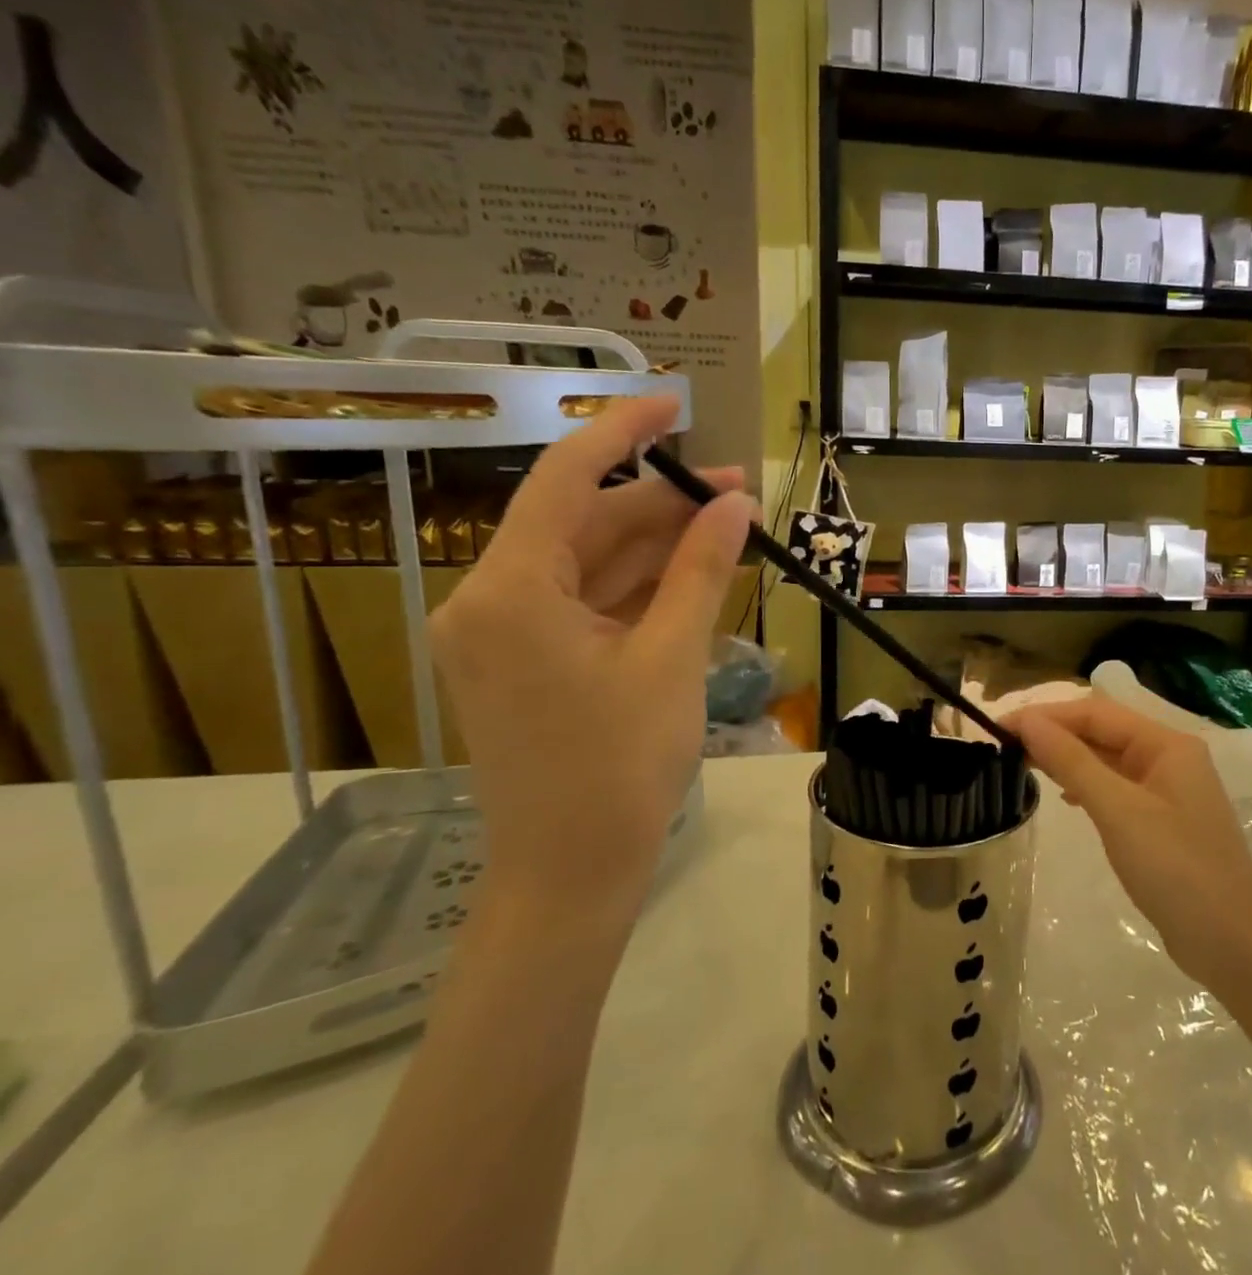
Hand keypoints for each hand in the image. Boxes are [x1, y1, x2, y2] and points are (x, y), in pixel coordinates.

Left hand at [430, 397, 752, 943]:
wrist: (573, 872)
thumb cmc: (620, 767)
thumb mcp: (671, 658)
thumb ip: (700, 571)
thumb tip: (735, 503)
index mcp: (510, 591)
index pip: (564, 480)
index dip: (622, 432)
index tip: (676, 402)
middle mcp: (491, 600)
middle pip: (585, 524)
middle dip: (662, 504)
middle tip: (738, 491)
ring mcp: (507, 633)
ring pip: (591, 564)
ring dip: (657, 545)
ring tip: (730, 527)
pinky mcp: (527, 660)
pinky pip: (587, 603)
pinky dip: (640, 586)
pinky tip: (695, 572)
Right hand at [1008, 697, 1251, 987]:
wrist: (1234, 946)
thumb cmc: (1177, 869)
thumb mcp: (1118, 811)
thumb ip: (1072, 762)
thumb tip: (1029, 722)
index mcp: (1166, 744)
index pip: (1095, 712)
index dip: (1046, 716)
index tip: (999, 727)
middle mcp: (1169, 758)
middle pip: (1102, 731)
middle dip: (1054, 734)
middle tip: (1003, 747)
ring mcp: (1168, 791)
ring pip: (1107, 760)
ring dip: (1067, 758)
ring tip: (1022, 764)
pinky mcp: (1162, 821)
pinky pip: (1116, 788)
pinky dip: (1086, 785)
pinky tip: (1064, 797)